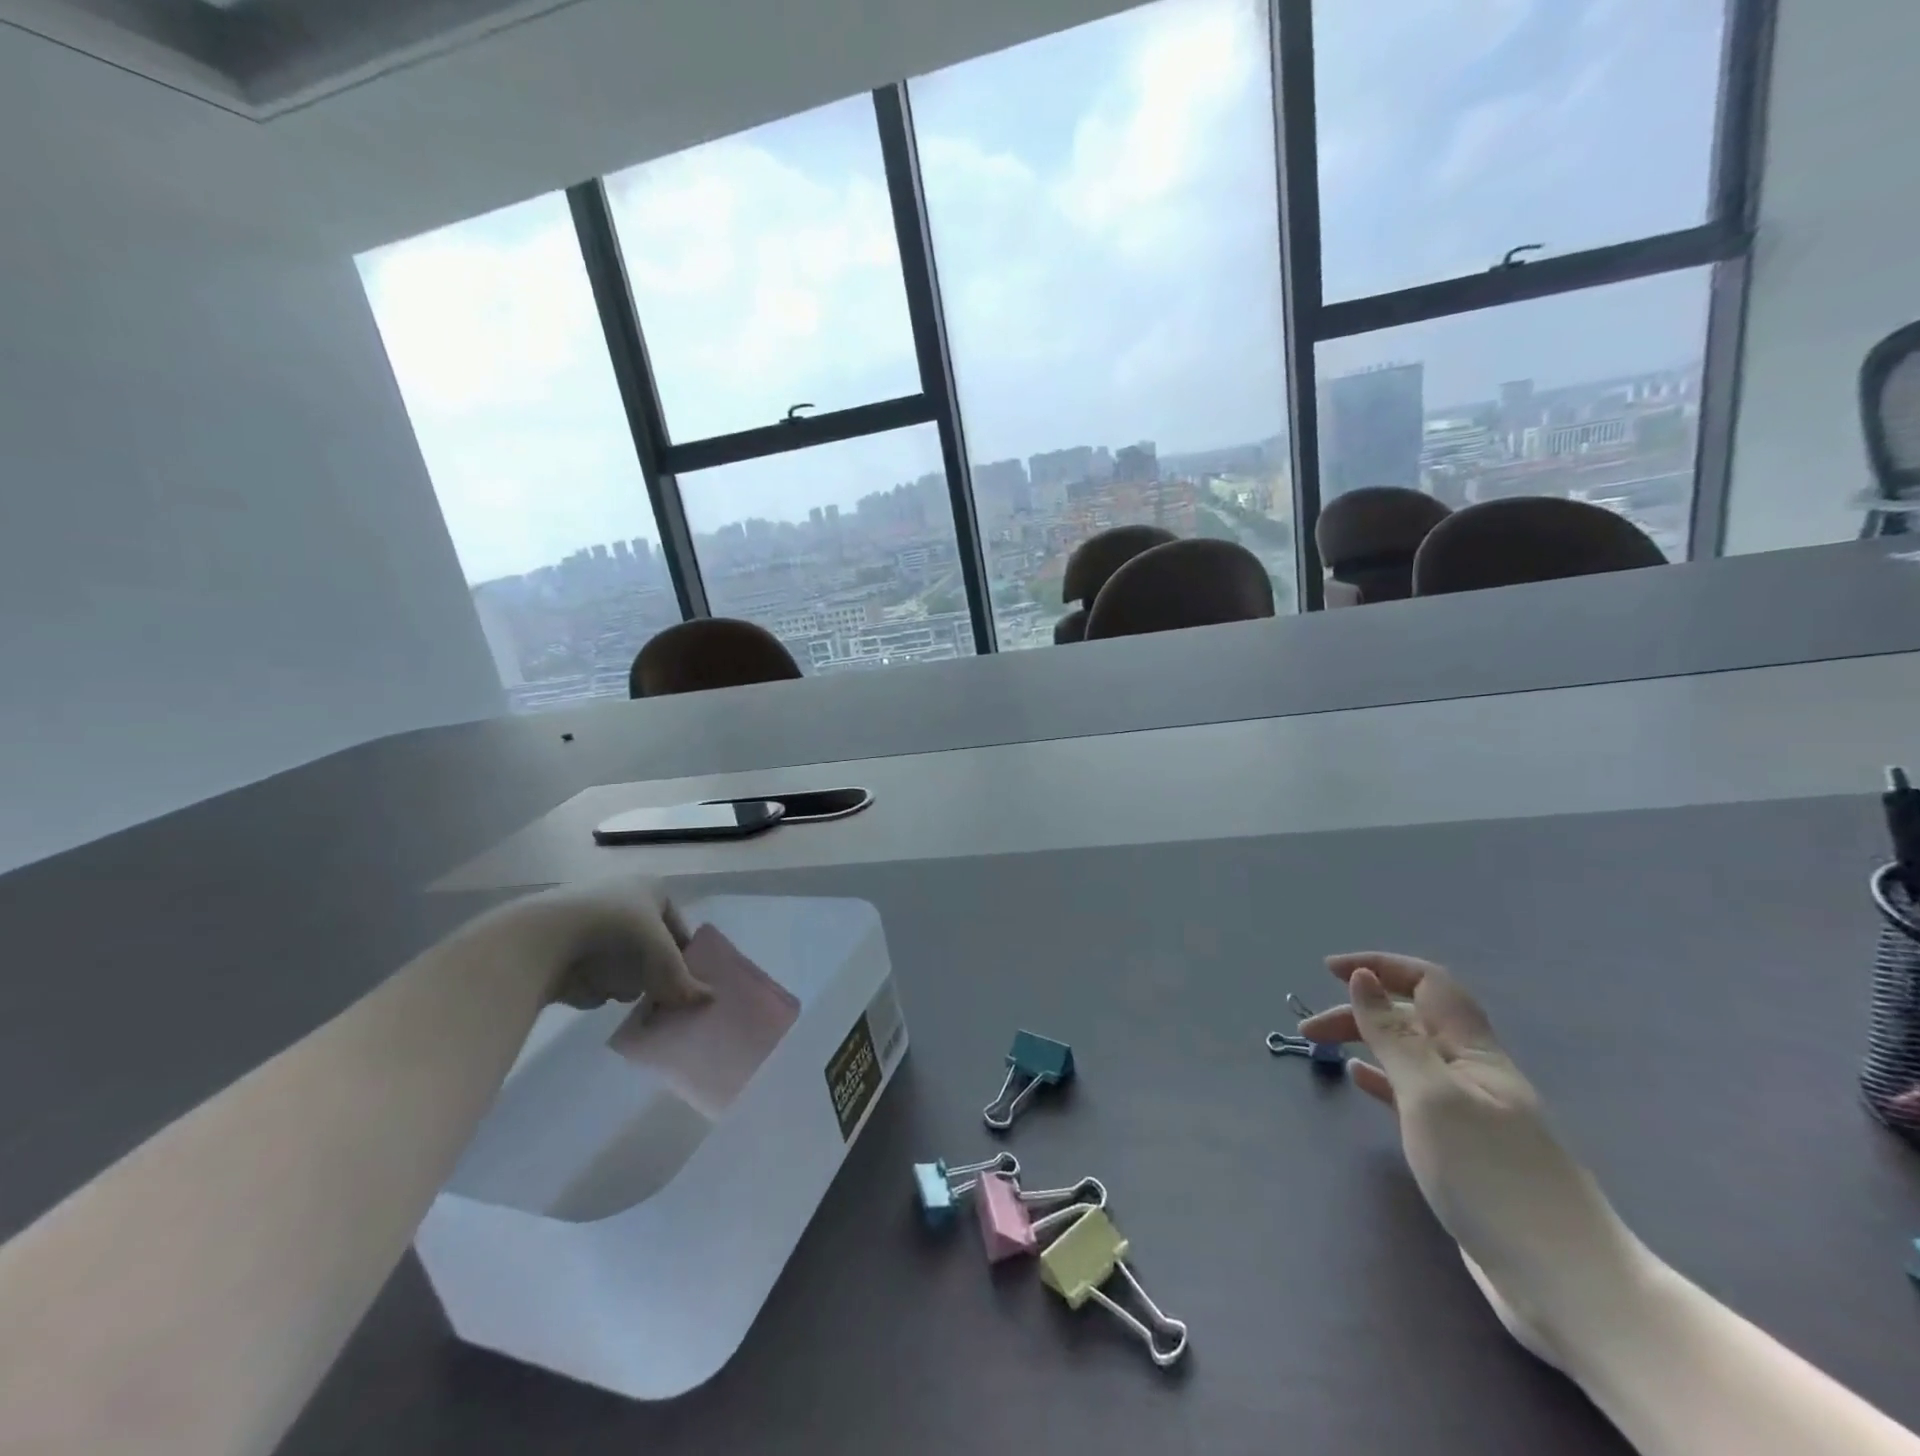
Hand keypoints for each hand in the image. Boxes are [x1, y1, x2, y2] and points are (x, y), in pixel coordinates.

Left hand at [510, 878, 710, 1010]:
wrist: (543, 938)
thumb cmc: (617, 933)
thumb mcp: (661, 959)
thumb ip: (683, 981)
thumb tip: (708, 1000)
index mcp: (652, 888)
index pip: (678, 929)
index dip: (683, 958)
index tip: (682, 985)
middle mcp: (623, 898)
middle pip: (649, 947)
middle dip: (651, 973)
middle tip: (656, 996)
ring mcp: (591, 921)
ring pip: (621, 961)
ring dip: (622, 981)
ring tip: (619, 994)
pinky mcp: (563, 945)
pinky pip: (591, 972)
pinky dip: (594, 985)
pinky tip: (591, 993)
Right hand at [1300, 952, 1642, 1366]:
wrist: (1569, 1286)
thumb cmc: (1493, 1177)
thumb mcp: (1431, 1097)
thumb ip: (1393, 1037)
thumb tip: (1363, 979)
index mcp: (1473, 1051)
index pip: (1428, 984)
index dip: (1381, 966)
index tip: (1328, 971)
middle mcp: (1473, 1073)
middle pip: (1413, 1019)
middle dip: (1360, 1011)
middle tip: (1309, 1030)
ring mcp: (1471, 1113)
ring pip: (1410, 1057)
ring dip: (1367, 1042)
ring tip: (1324, 1048)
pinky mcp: (1464, 1150)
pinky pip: (1414, 1095)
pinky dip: (1382, 1079)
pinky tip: (1360, 1081)